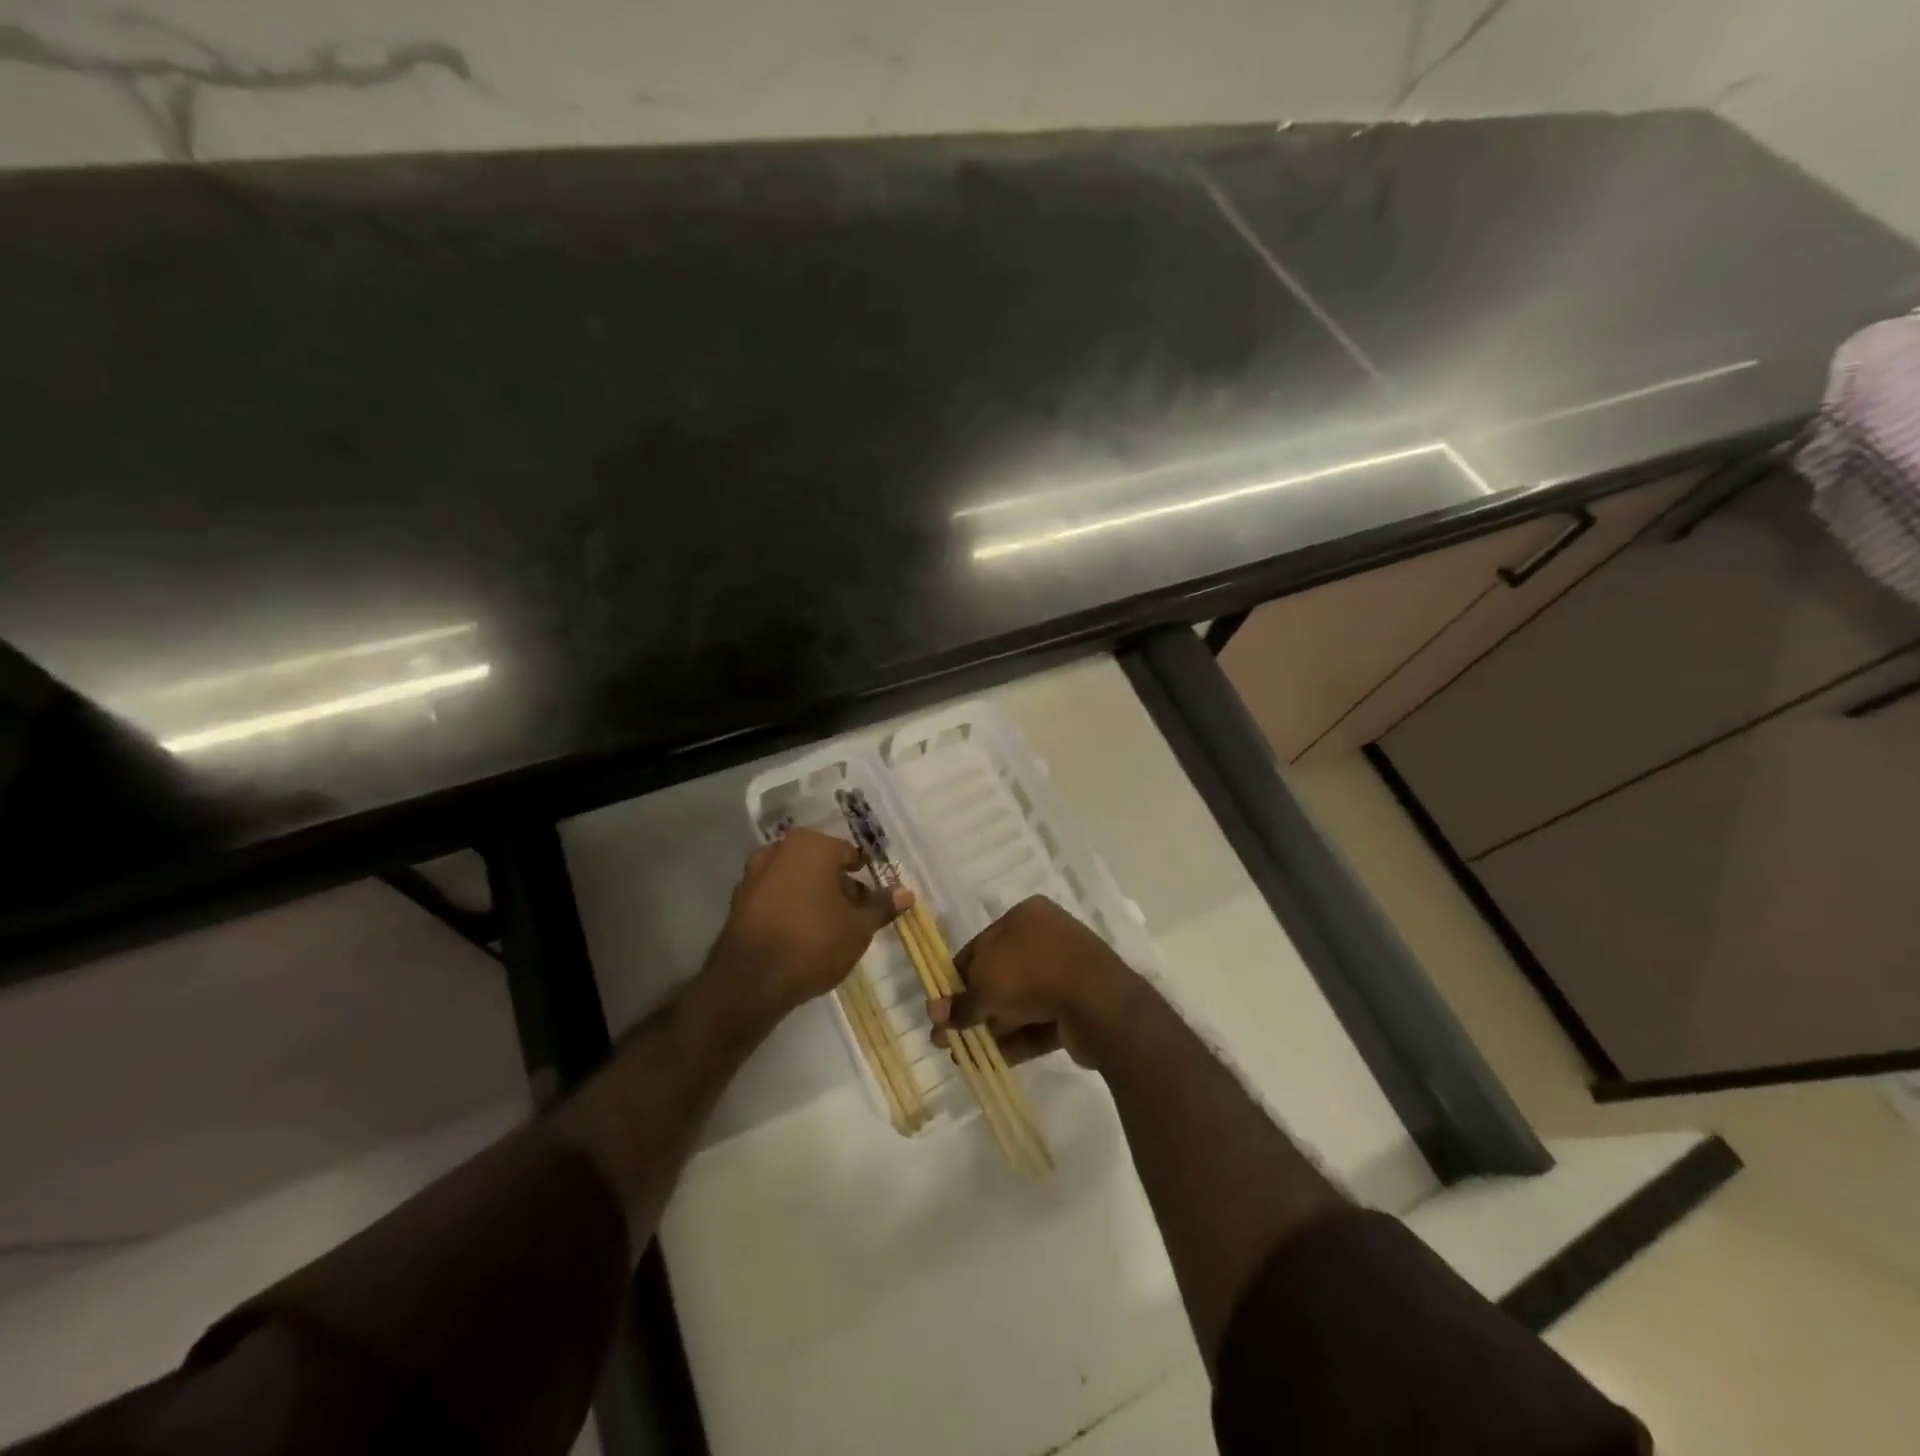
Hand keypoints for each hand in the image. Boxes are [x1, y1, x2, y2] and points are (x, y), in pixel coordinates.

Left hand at [704, 828, 909, 1021]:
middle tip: (856, 916)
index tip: (874, 900)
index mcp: (811, 845)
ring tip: (832, 929)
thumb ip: (882, 907)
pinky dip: (791, 909)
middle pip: (821, 865)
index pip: (849, 855)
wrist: (750, 981)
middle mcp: (779, 850)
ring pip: (797, 881)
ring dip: (814, 898)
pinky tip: (802, 936)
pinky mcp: (739, 902)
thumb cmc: (814, 942)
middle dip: (839, 887)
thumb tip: (906, 893)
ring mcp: (754, 874)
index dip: (865, 877)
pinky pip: (776, 898)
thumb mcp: (858, 927)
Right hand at [932, 895, 1139, 1068]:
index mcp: (1025, 917)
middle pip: (1000, 975)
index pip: (981, 946)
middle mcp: (1046, 938)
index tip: (941, 1006)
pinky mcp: (1078, 1006)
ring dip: (991, 1027)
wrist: (1097, 1001)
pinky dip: (1016, 1038)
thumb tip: (936, 1016)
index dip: (957, 977)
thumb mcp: (985, 985)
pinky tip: (991, 1061)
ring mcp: (1065, 972)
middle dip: (973, 1007)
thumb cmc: (1032, 973)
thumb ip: (960, 1002)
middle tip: (948, 1037)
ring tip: (963, 1056)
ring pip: (1020, 1000)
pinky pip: (1040, 1020)